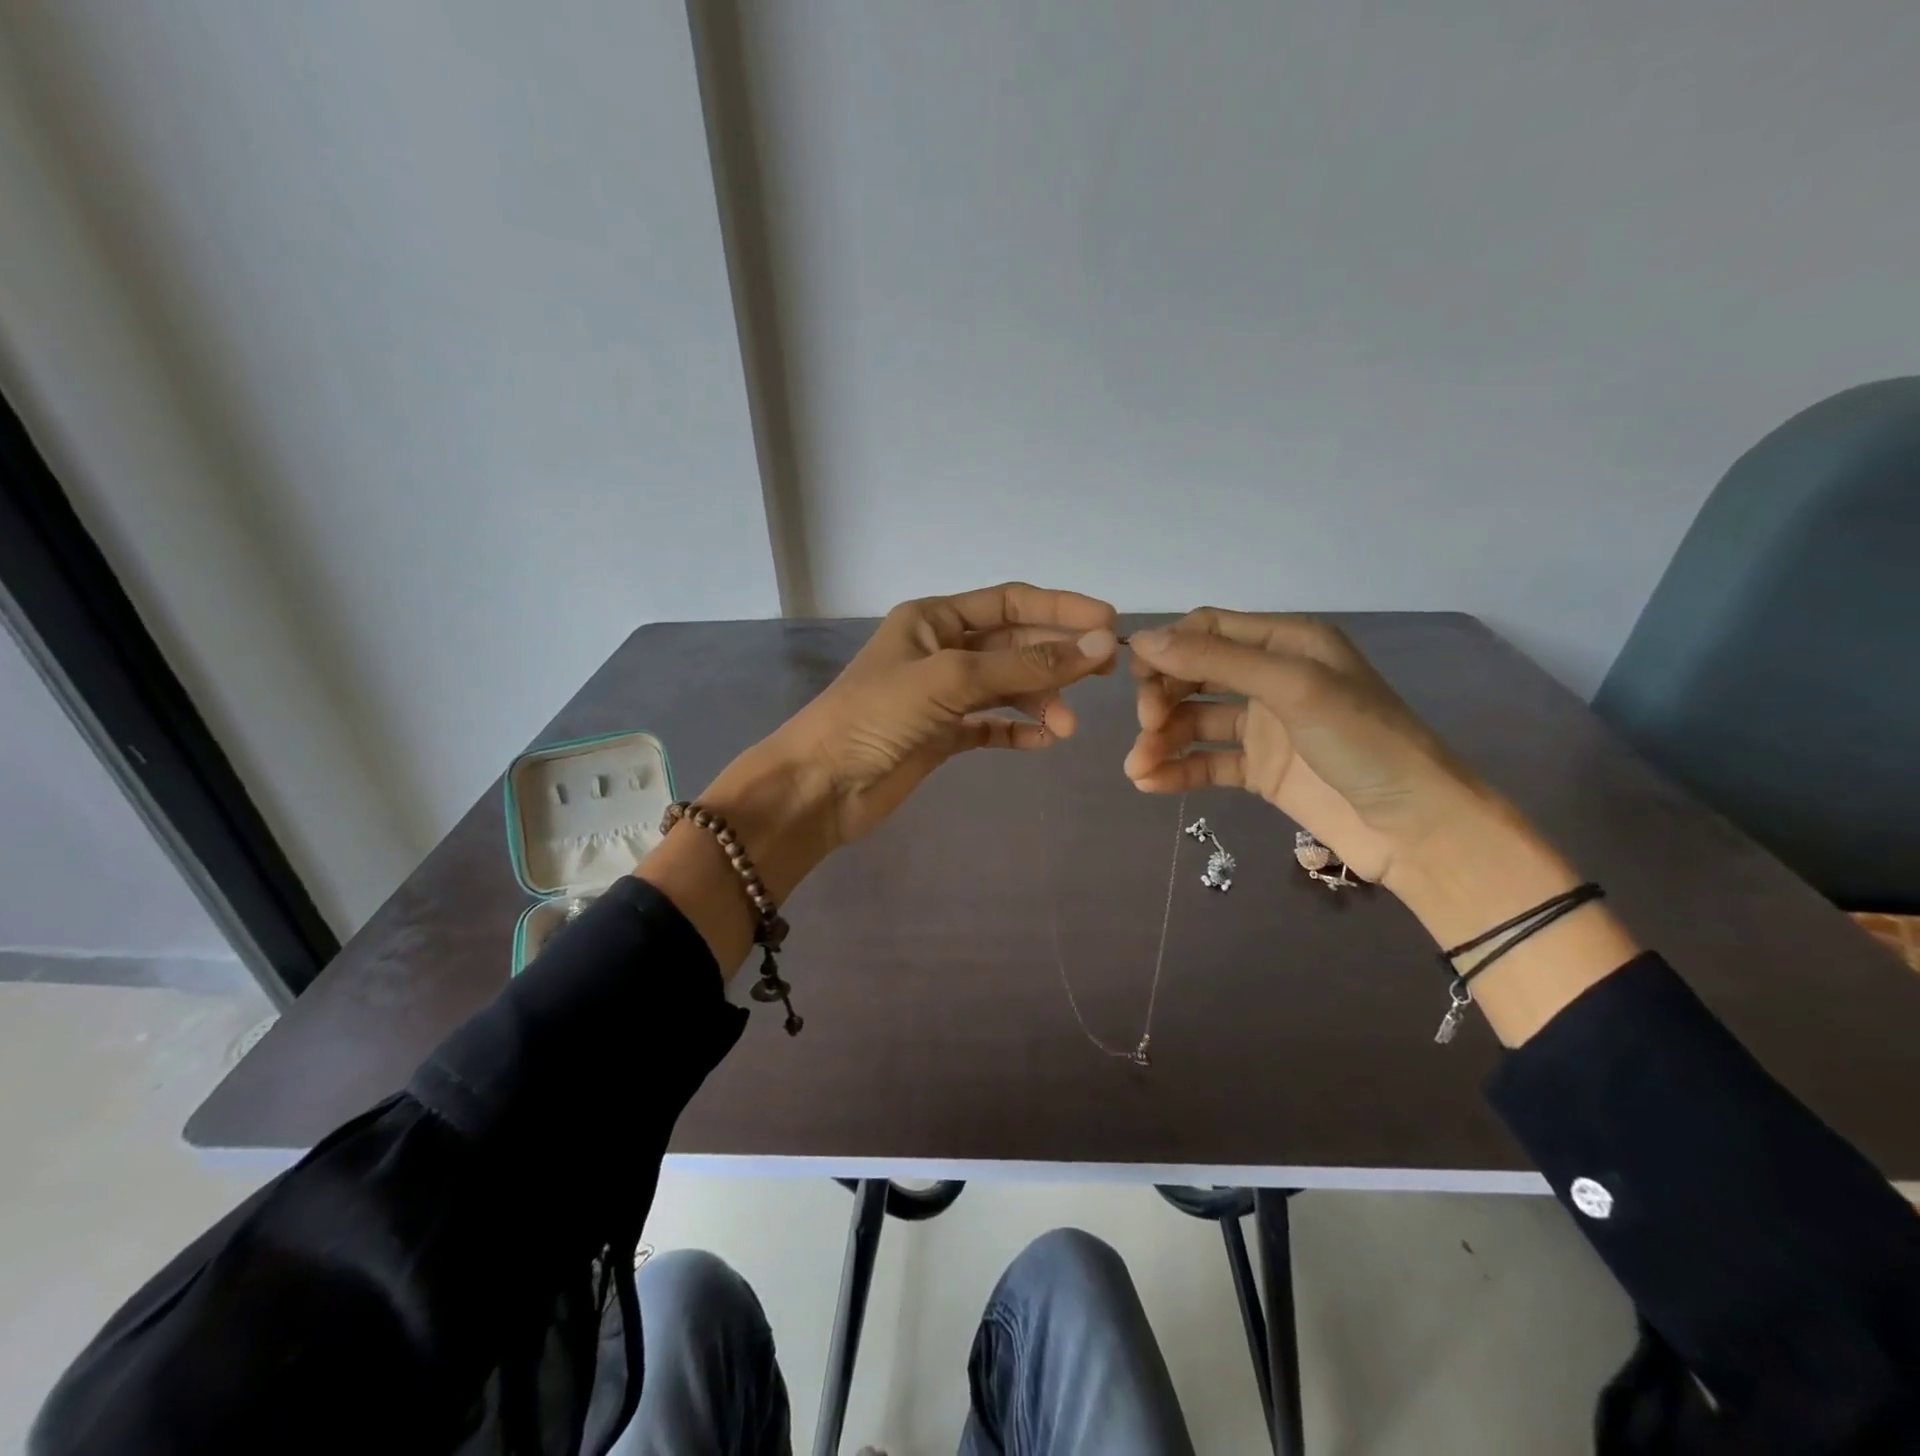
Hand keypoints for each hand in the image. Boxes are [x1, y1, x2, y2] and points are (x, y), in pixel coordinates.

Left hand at [758, 582, 1118, 846]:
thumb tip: (1101, 645)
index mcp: (933, 618)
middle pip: (1013, 644)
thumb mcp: (952, 679)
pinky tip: (1043, 741)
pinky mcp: (942, 736)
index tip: (1110, 625)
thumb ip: (1025, 665)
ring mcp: (941, 695)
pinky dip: (1018, 731)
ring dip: (1040, 701)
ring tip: (1066, 727)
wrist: (822, 786)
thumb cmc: (876, 716)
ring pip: (1007, 687)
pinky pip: (991, 726)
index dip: (1061, 609)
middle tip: (1105, 675)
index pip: (1010, 602)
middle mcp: (940, 650)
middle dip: (1057, 658)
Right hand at [1123, 609, 1641, 1045]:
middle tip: (1147, 726)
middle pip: (1194, 674)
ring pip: (1194, 721)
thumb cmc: (1363, 742)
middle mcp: (1271, 678)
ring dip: (1161, 740)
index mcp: (1287, 642)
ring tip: (1138, 767)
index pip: (1210, 629)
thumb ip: (1217, 661)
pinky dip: (1177, 771)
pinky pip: (1206, 762)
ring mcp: (1264, 727)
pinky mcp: (1260, 771)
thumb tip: (1142, 639)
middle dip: (1162, 697)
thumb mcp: (1292, 687)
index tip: (1137, 677)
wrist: (1417, 828)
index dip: (1169, 647)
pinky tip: (1149, 784)